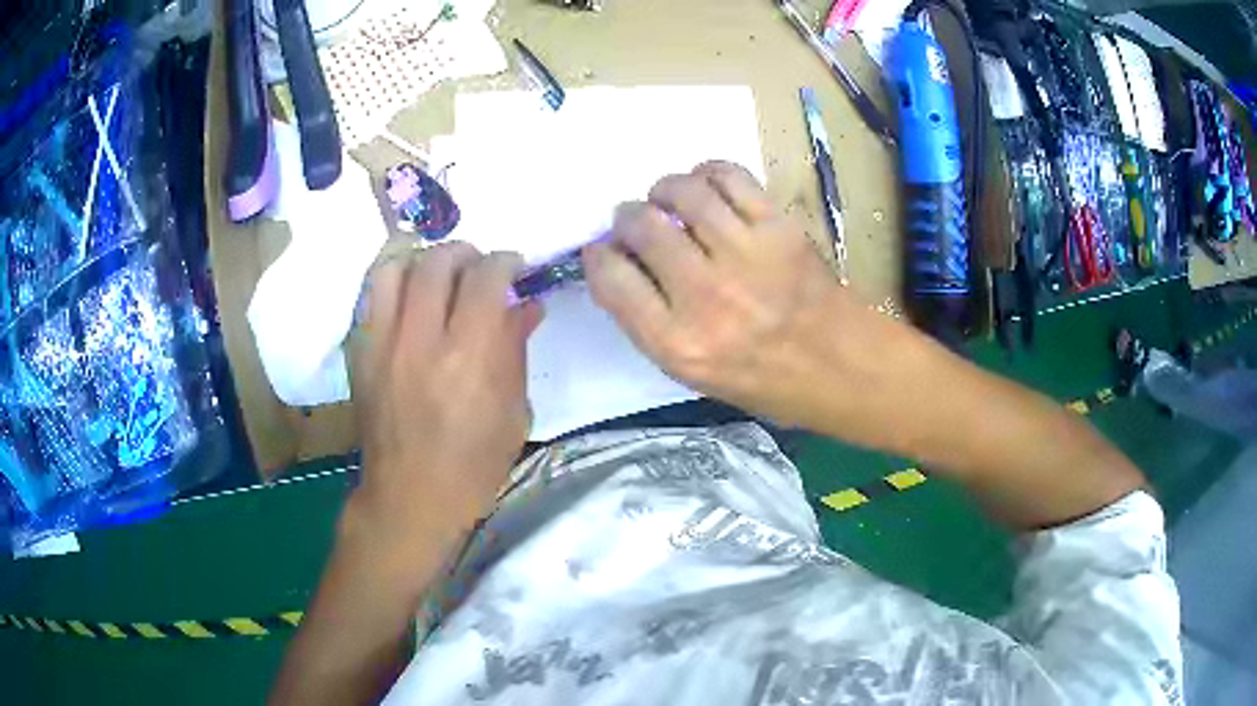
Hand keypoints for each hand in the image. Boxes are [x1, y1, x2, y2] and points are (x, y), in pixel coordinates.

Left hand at [348, 243, 543, 551]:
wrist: (410, 498)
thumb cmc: (473, 466)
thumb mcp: (513, 414)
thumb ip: (516, 350)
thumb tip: (528, 304)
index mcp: (469, 358)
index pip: (486, 279)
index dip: (504, 262)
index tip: (514, 267)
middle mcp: (421, 340)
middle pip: (438, 262)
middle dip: (466, 254)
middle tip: (478, 268)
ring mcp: (382, 344)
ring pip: (394, 268)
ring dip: (423, 258)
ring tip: (438, 272)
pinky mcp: (359, 353)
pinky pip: (369, 295)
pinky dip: (393, 280)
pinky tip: (408, 293)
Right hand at [583, 161, 892, 429]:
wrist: (842, 367)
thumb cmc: (768, 381)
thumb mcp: (696, 375)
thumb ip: (652, 325)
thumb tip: (622, 267)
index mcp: (679, 344)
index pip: (612, 280)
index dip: (598, 257)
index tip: (603, 251)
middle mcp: (705, 297)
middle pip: (641, 228)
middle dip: (625, 218)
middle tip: (634, 220)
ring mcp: (745, 256)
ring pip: (681, 193)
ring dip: (662, 188)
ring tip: (666, 196)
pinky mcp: (778, 228)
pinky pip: (729, 178)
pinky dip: (707, 173)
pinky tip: (705, 185)